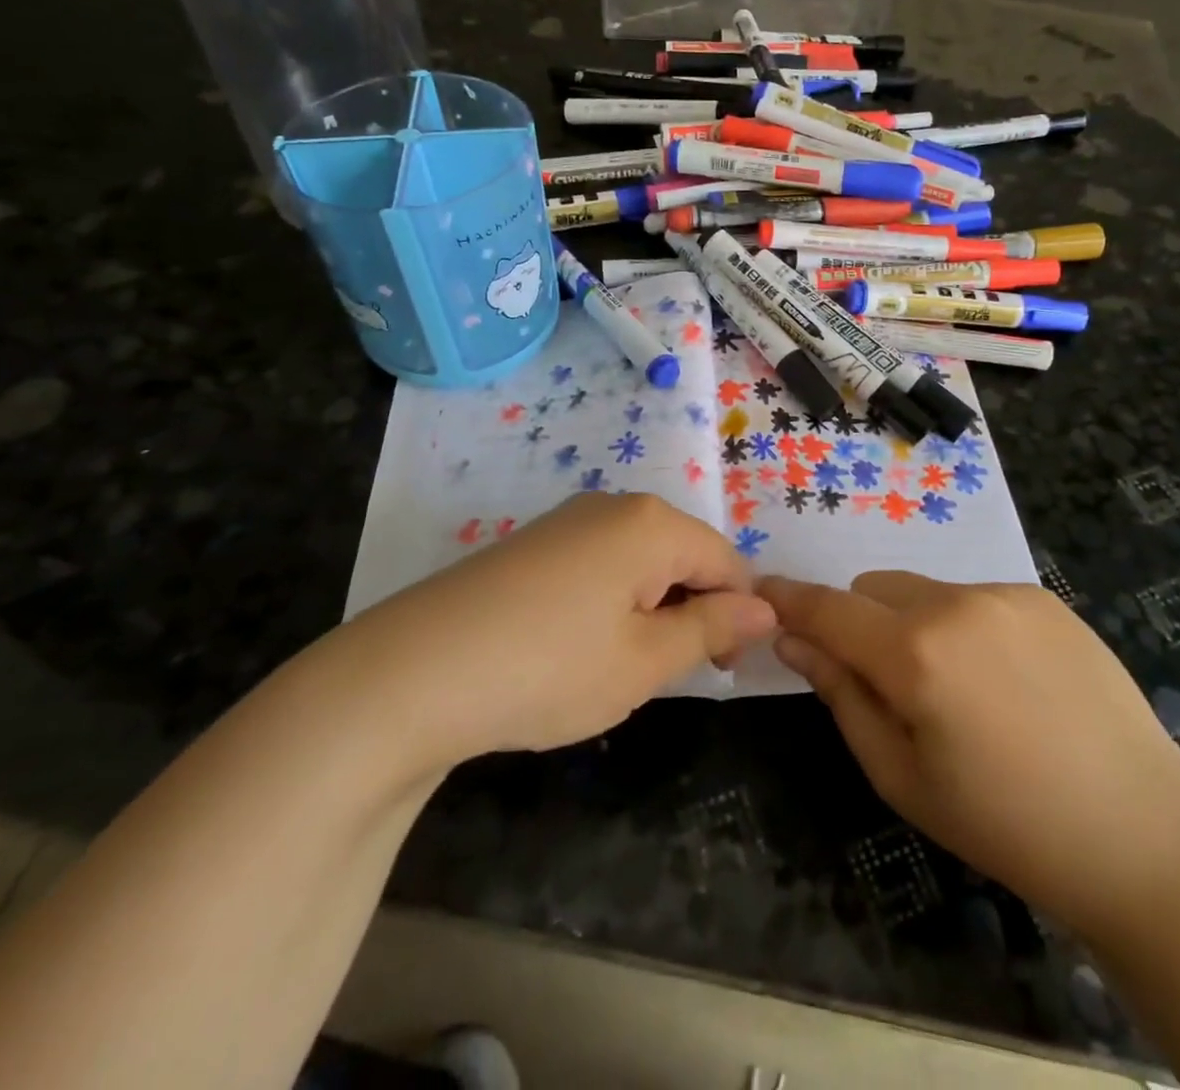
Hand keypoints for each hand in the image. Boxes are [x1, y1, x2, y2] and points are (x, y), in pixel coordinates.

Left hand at [351, 493, 775, 765]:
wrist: (413, 672)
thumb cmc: (549, 668)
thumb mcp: (644, 661)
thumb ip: (711, 628)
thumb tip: (766, 609)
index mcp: (651, 524)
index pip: (726, 560)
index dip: (736, 615)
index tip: (718, 670)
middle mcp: (613, 506)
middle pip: (682, 553)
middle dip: (690, 609)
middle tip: (663, 673)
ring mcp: (567, 521)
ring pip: (639, 560)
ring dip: (649, 609)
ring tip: (616, 665)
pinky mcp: (533, 543)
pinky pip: (598, 564)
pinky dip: (609, 602)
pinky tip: (574, 646)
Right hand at [765, 571, 1179, 941]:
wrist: (1143, 835)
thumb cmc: (1005, 825)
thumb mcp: (900, 776)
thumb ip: (841, 694)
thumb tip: (794, 640)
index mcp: (915, 653)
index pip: (826, 608)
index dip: (787, 600)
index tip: (761, 595)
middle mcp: (955, 602)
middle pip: (872, 589)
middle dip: (858, 623)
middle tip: (885, 684)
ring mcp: (1005, 594)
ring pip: (922, 590)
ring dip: (912, 623)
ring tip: (958, 689)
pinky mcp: (1043, 598)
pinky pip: (973, 597)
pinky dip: (962, 625)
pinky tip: (1007, 682)